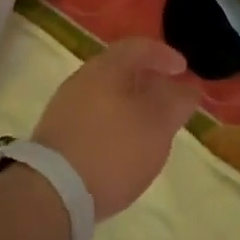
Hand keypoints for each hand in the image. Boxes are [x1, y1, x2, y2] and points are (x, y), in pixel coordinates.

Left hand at [31, 39, 204, 217]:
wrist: (51, 193)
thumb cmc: (113, 149)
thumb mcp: (158, 125)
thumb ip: (177, 102)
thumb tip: (187, 87)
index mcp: (107, 67)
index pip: (139, 47)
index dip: (165, 55)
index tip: (184, 69)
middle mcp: (83, 78)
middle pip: (121, 68)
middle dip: (148, 79)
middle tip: (170, 96)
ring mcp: (65, 106)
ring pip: (106, 92)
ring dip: (131, 102)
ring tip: (150, 124)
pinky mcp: (57, 133)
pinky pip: (94, 114)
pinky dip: (114, 120)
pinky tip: (123, 144)